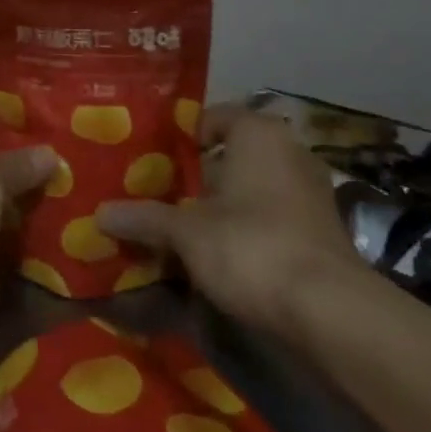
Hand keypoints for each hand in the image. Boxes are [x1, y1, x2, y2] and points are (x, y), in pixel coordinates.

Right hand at [96, 105, 365, 339]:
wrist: (331, 313)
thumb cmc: (251, 246)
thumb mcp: (187, 232)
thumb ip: (145, 219)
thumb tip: (99, 215)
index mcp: (257, 132)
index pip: (210, 118)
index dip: (179, 139)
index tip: (151, 161)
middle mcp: (288, 150)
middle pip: (230, 154)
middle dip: (197, 176)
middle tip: (159, 195)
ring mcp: (311, 190)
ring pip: (252, 187)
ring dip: (223, 205)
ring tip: (183, 228)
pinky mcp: (323, 229)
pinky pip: (273, 215)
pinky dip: (248, 228)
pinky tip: (221, 254)